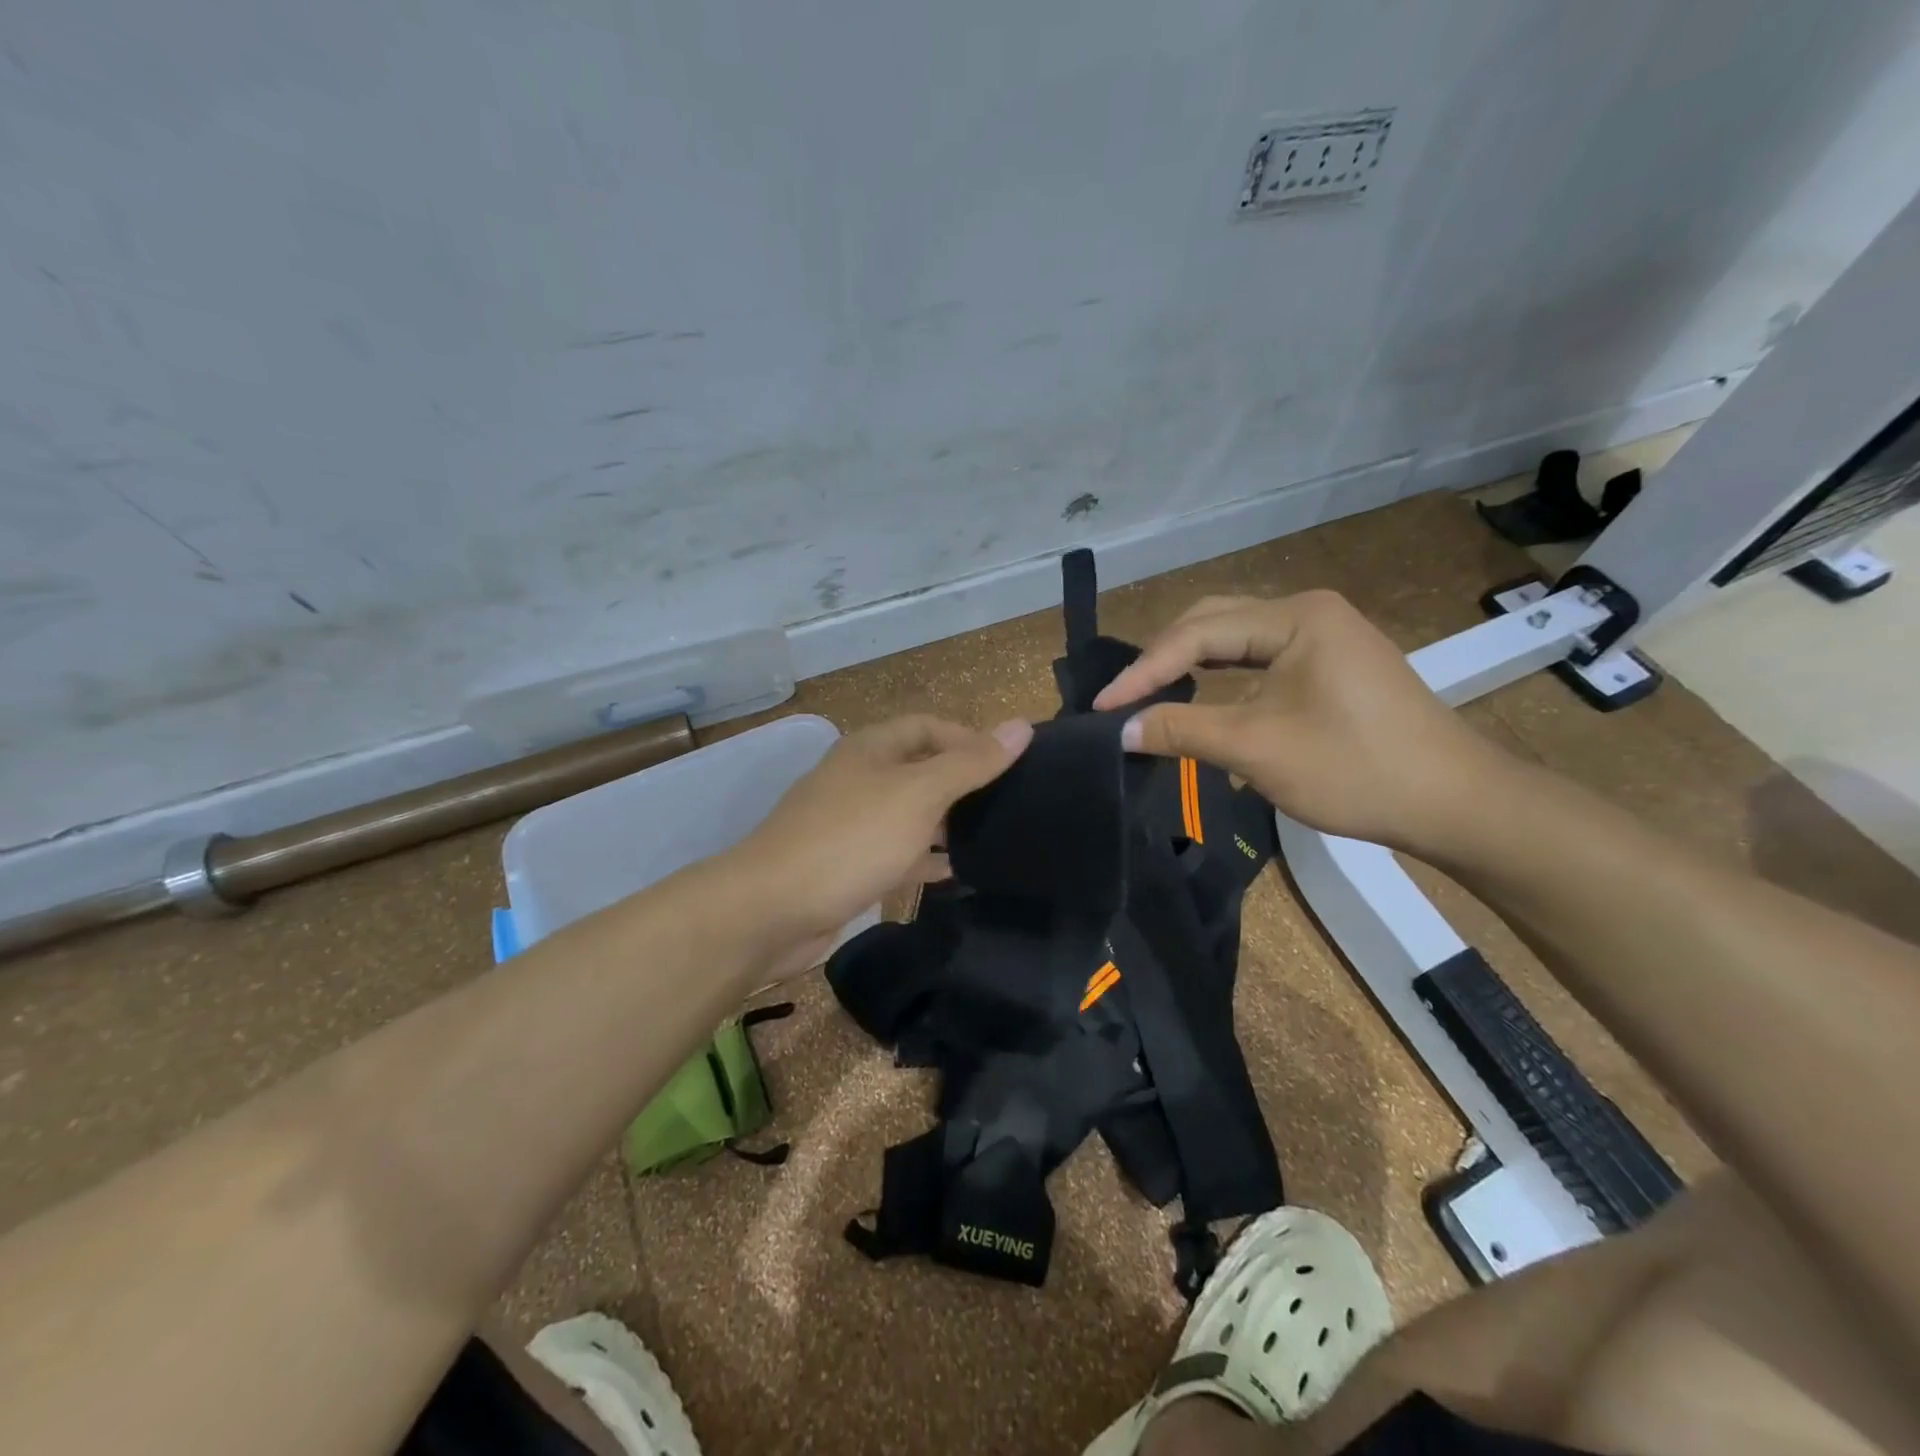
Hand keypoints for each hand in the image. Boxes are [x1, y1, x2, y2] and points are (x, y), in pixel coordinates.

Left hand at [723, 714, 1032, 974]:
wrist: (772, 909)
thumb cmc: (851, 839)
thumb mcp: (919, 794)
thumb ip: (970, 763)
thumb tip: (1022, 725)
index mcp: (871, 749)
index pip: (928, 726)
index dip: (968, 738)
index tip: (1010, 765)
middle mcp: (859, 779)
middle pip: (920, 770)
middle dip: (962, 784)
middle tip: (1010, 805)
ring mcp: (851, 824)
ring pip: (910, 815)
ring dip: (946, 824)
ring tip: (994, 839)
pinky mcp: (848, 865)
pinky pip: (896, 853)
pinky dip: (925, 860)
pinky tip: (956, 874)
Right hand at [1092, 591, 1514, 854]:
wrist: (1455, 803)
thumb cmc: (1355, 769)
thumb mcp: (1257, 749)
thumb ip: (1181, 730)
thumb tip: (1120, 729)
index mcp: (1295, 616)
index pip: (1198, 634)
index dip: (1144, 671)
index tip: (1102, 706)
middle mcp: (1308, 611)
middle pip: (1214, 622)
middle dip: (1163, 658)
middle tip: (1123, 696)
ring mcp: (1324, 635)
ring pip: (1235, 639)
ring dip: (1190, 664)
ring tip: (1149, 693)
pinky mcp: (1330, 663)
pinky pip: (1258, 658)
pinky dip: (1221, 676)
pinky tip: (1199, 694)